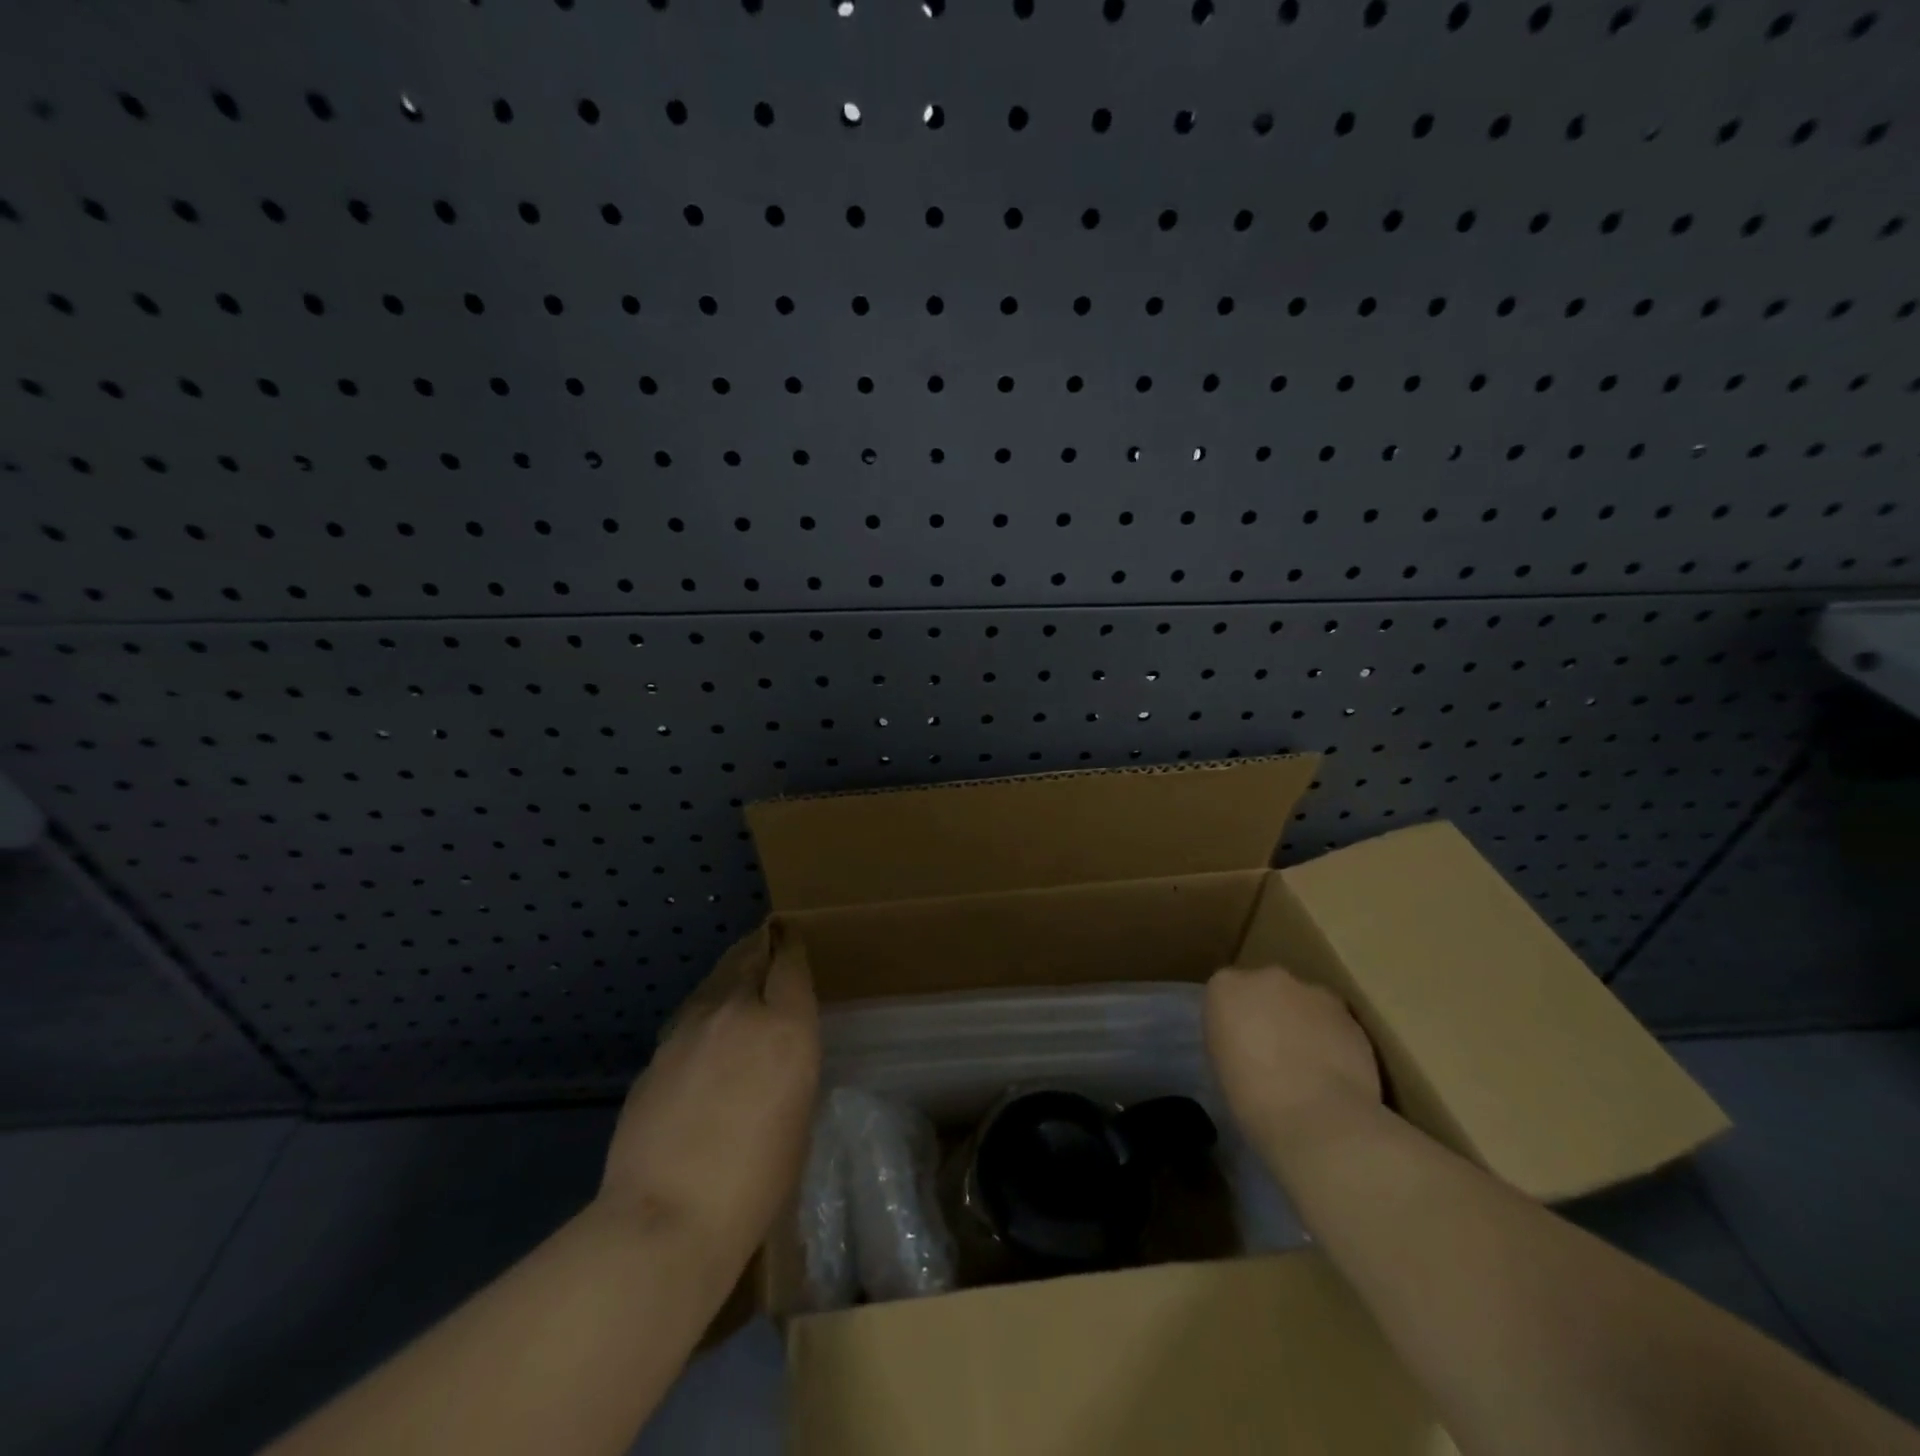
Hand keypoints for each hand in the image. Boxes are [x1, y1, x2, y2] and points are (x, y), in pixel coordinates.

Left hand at [599, 923, 819, 1273]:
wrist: (667, 1216)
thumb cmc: (757, 1179)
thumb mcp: (798, 1112)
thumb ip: (788, 1060)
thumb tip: (773, 1045)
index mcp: (785, 1025)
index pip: (789, 962)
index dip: (790, 944)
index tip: (789, 933)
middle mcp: (738, 1011)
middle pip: (748, 957)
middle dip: (759, 946)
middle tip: (765, 940)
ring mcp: (689, 1029)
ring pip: (714, 981)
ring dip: (729, 973)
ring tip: (736, 975)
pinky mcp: (657, 1053)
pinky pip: (689, 1015)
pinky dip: (703, 1009)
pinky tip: (704, 1028)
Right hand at [1204, 966, 1380, 1145]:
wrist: (1318, 1119)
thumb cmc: (1253, 1100)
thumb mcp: (1221, 1066)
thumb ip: (1231, 1039)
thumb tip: (1245, 1045)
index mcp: (1225, 986)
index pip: (1226, 993)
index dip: (1235, 1019)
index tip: (1240, 1046)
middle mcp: (1266, 977)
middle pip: (1267, 989)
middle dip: (1271, 1012)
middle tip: (1274, 1052)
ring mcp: (1311, 991)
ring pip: (1304, 1002)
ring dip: (1304, 1023)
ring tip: (1309, 1065)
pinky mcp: (1349, 1014)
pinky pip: (1334, 1022)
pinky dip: (1332, 1039)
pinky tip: (1334, 1073)